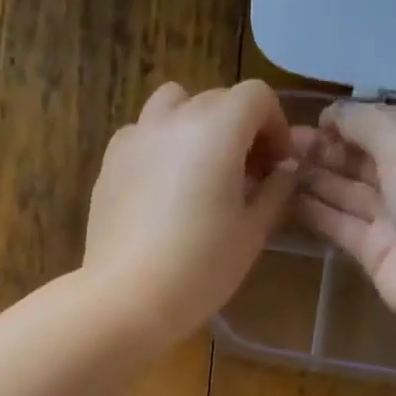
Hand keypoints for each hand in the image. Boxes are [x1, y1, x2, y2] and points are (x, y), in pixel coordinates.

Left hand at [83, 80, 297, 343]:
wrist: (128, 299)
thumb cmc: (201, 268)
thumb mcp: (252, 232)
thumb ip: (275, 191)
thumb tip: (285, 170)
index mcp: (216, 128)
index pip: (257, 97)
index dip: (276, 126)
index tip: (278, 166)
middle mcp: (172, 119)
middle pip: (216, 100)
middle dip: (240, 128)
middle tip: (248, 176)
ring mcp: (135, 138)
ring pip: (173, 107)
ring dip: (196, 126)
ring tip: (203, 171)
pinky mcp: (109, 164)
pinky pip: (143, 136)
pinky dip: (162, 147)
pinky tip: (165, 190)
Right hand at [293, 101, 395, 334]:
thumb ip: (366, 121)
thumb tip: (334, 114)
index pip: (388, 121)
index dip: (351, 118)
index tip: (313, 120)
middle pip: (365, 156)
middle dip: (327, 147)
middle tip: (283, 144)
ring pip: (349, 189)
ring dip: (315, 176)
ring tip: (275, 166)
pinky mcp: (376, 251)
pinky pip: (340, 224)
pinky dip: (314, 210)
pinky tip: (281, 197)